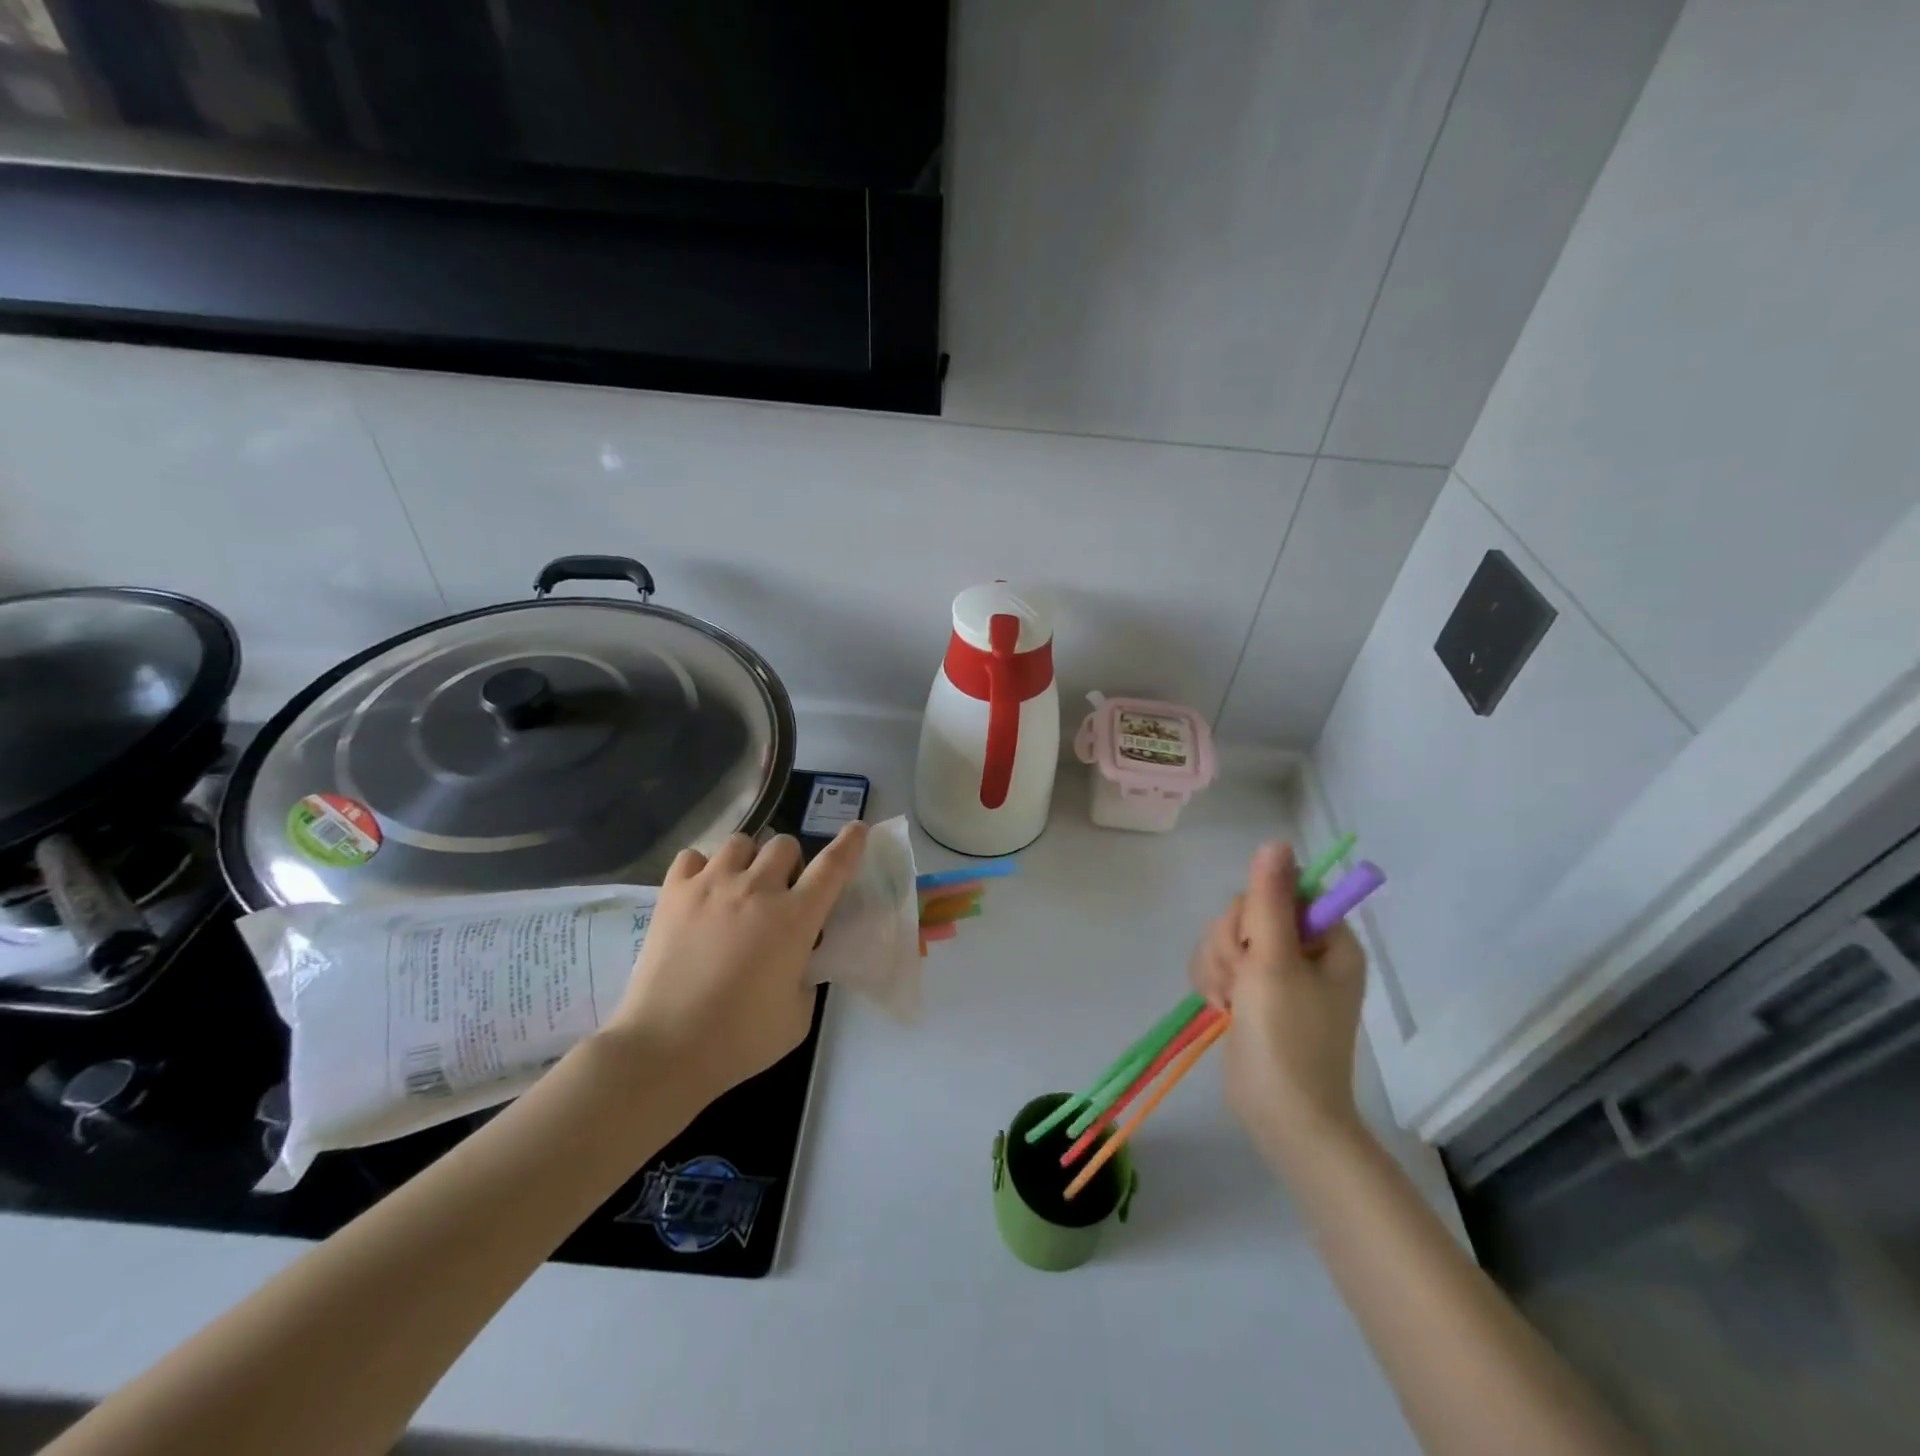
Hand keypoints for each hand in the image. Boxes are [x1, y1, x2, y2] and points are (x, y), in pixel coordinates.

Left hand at [605, 823, 868, 1106]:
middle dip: (790, 864)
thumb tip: (797, 960)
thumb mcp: (798, 1015)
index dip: (849, 844)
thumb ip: (806, 976)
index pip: (833, 866)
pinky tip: (701, 892)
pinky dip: (702, 868)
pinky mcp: (673, 893)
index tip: (857, 829)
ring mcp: (712, 885)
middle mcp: (757, 889)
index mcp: (795, 918)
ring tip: (739, 887)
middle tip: (781, 893)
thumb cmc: (740, 1039)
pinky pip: (693, 856)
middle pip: (784, 845)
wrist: (665, 1047)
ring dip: (749, 860)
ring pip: (741, 842)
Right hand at [1189, 842, 1369, 1170]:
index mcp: (1327, 939)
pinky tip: (1220, 1007)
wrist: (1281, 1116)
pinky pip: (1219, 962)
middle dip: (1231, 944)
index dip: (1256, 910)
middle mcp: (1305, 950)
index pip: (1281, 890)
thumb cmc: (1287, 1039)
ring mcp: (1277, 973)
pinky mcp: (1252, 992)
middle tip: (1241, 981)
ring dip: (1218, 965)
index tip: (1253, 944)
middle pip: (1248, 912)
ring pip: (1227, 936)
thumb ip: (1270, 900)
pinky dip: (1213, 981)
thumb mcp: (1275, 963)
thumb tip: (1276, 843)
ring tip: (1230, 1002)